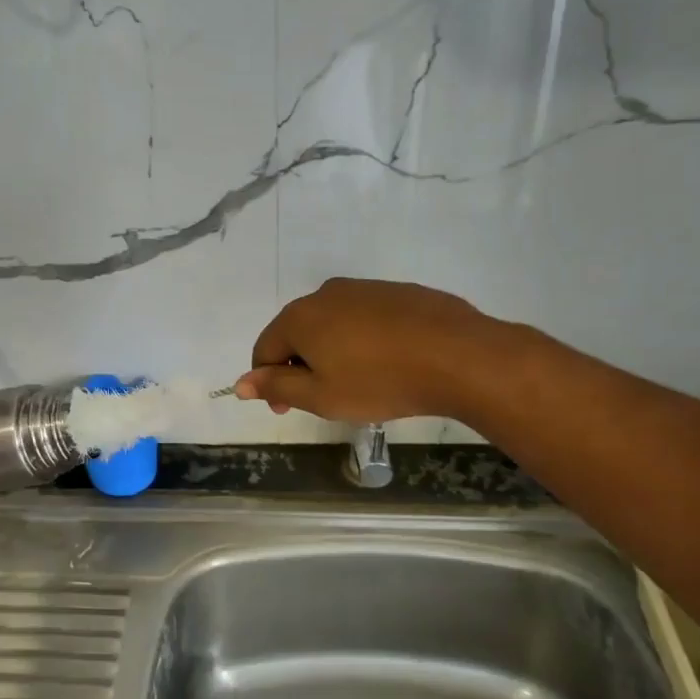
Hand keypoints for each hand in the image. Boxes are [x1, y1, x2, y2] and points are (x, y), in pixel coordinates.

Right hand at [234, 278, 485, 421]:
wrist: (458, 356)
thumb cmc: (379, 381)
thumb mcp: (321, 396)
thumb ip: (277, 386)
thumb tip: (241, 383)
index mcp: (299, 317)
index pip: (264, 349)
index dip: (268, 382)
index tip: (287, 409)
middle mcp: (325, 294)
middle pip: (297, 333)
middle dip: (300, 365)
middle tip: (323, 398)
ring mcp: (364, 289)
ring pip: (332, 324)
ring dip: (332, 351)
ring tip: (359, 382)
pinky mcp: (397, 292)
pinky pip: (365, 318)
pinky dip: (363, 340)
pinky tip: (388, 363)